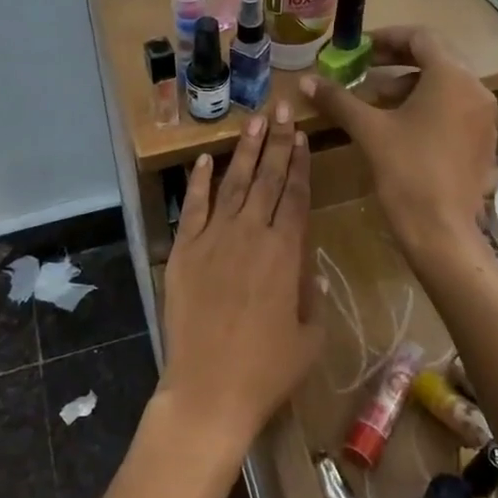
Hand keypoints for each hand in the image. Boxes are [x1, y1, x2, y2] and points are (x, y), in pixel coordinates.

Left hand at [157, 101, 321, 457]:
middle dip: (275, 141)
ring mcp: (213, 239)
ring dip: (244, 151)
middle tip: (280, 108)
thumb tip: (311, 270)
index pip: (295, 195)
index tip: (301, 135)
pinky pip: (194, 207)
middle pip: (266, 179)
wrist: (209, 389)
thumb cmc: (267, 370)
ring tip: (253, 121)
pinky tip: (206, 159)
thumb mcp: (309, 337)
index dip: (299, 163)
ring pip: (232, 184)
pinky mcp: (184, 250)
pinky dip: (199, 181)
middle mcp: (250, 234)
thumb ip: (313, 297)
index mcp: (285, 252)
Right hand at [301, 26, 497, 260]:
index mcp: (452, 77)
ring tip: (375, 101)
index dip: (387, 37)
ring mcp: (484, 117)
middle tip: (364, 67)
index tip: (359, 48)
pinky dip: (427, 105)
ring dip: (409, 84)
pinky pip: (454, 107)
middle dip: (396, 60)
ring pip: (445, 84)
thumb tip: (305, 81)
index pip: (421, 37)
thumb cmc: (406, 172)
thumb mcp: (368, 130)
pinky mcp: (483, 141)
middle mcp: (476, 90)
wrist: (442, 232)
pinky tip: (400, 125)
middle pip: (435, 58)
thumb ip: (338, 99)